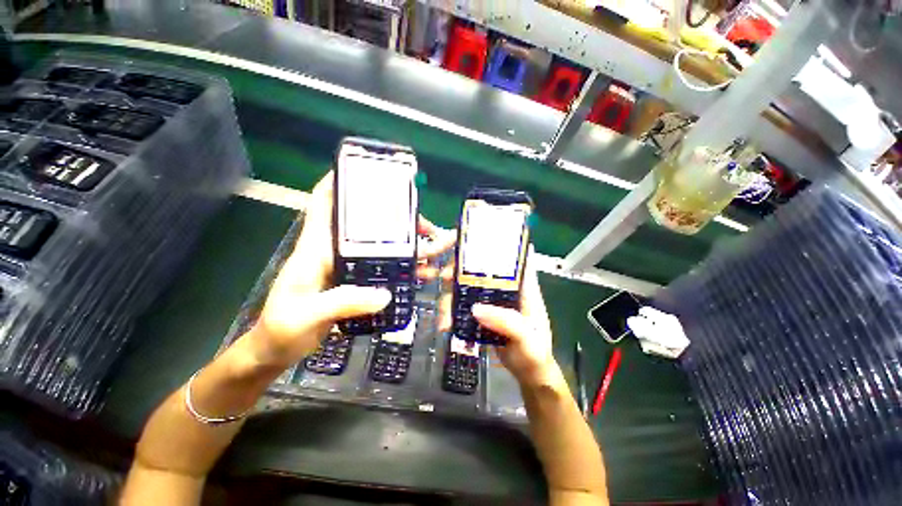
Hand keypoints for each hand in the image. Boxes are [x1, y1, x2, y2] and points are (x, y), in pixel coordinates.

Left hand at [250, 171, 454, 367]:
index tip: (371, 173)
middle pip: (369, 224)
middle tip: (428, 227)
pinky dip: (404, 267)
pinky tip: (422, 272)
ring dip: (409, 245)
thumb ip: (343, 302)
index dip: (341, 181)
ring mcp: (348, 266)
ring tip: (434, 248)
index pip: (324, 202)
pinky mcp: (356, 282)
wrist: (277, 350)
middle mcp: (334, 250)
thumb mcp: (307, 315)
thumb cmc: (282, 328)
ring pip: (383, 246)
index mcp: (316, 247)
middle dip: (400, 221)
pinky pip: (385, 268)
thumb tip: (385, 295)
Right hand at [439, 248, 559, 388]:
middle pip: (482, 267)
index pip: (512, 256)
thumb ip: (507, 323)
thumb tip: (475, 309)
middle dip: (460, 268)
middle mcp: (508, 288)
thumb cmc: (535, 355)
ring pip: (468, 286)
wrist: (529, 375)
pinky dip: (452, 311)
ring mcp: (493, 300)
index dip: (494, 245)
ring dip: (452, 295)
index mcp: (524, 287)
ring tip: (444, 315)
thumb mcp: (527, 339)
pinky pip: (464, 305)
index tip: (472, 243)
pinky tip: (446, 324)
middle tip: (444, 277)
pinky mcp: (484, 312)